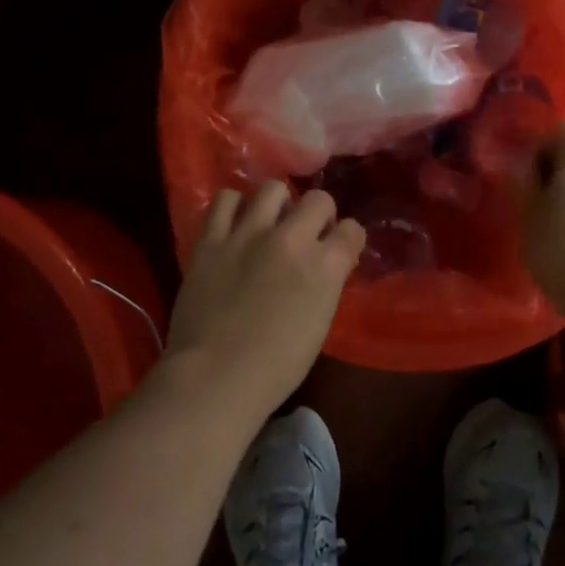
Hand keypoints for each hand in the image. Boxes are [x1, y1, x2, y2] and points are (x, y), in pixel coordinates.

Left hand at [162, 182, 364, 420]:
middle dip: (319, 213)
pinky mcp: (212, 238)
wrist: (215, 377)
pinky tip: (234, 222)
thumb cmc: (276, 367)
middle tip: (306, 232)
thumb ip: (326, 283)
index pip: (352, 230)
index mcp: (325, 266)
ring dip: (277, 204)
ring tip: (268, 222)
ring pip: (272, 188)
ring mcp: (248, 234)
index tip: (340, 245)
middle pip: (318, 199)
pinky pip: (225, 199)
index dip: (348, 237)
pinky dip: (233, 206)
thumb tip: (325, 264)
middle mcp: (291, 239)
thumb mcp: (319, 323)